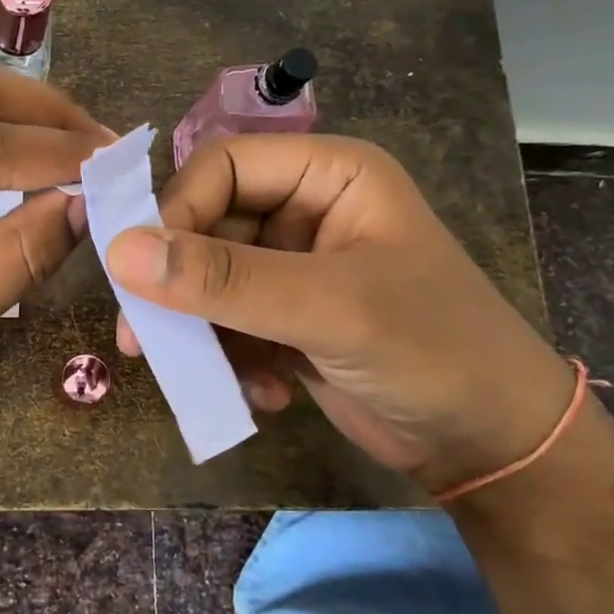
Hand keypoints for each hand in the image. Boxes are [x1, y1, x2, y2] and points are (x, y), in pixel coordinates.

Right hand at [105, 135, 575, 491]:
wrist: (493, 447)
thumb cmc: (433, 351)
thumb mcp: (329, 308)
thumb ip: (225, 280)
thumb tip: (119, 252)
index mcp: (327, 174)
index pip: (220, 166)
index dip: (176, 211)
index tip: (143, 274)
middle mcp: (303, 209)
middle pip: (205, 224)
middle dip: (178, 284)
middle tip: (143, 339)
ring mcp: (291, 266)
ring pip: (206, 278)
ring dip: (200, 329)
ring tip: (206, 374)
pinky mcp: (283, 316)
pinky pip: (224, 320)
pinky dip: (229, 357)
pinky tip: (264, 392)